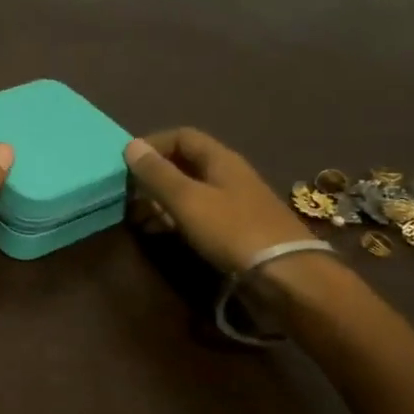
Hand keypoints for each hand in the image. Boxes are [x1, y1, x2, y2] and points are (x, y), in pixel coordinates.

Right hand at [124, 128, 315, 276]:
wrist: (285, 277)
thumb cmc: (233, 231)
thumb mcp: (188, 200)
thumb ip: (158, 174)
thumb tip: (131, 145)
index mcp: (220, 160)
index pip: (182, 137)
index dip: (153, 144)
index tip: (128, 163)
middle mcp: (228, 176)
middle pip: (185, 164)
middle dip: (154, 176)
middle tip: (128, 194)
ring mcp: (234, 204)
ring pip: (190, 192)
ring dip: (161, 200)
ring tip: (138, 217)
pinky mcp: (235, 230)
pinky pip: (198, 215)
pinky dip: (175, 219)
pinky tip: (160, 233)